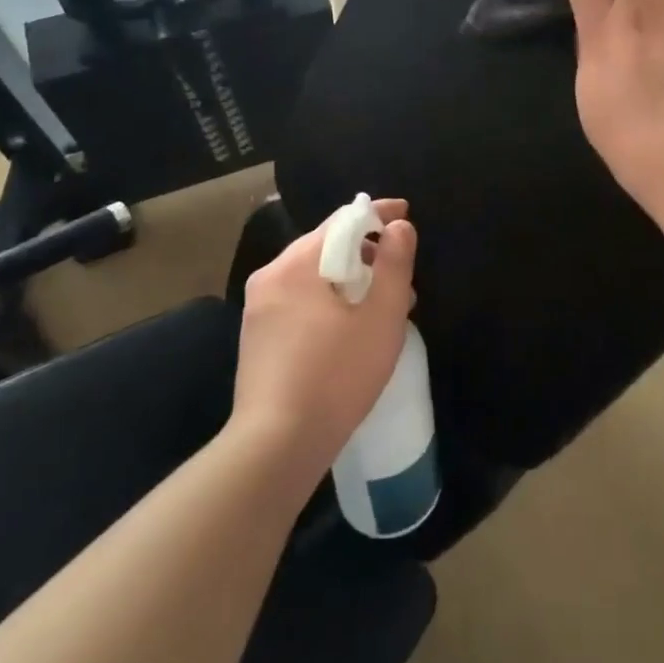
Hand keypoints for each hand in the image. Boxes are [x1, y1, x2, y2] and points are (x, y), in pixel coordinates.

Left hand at [234, 199, 416, 483]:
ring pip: (313, 276)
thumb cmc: (336, 375)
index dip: (379, 215)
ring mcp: (257, 309)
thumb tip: (400, 227)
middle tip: (401, 277)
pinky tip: (349, 330)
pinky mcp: (256, 338)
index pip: (342, 219)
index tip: (406, 215)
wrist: (276, 447)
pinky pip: (299, 301)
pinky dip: (328, 302)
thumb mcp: (381, 316)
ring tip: (382, 307)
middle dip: (367, 254)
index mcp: (296, 263)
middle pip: (326, 246)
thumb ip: (395, 264)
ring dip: (349, 280)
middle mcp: (270, 277)